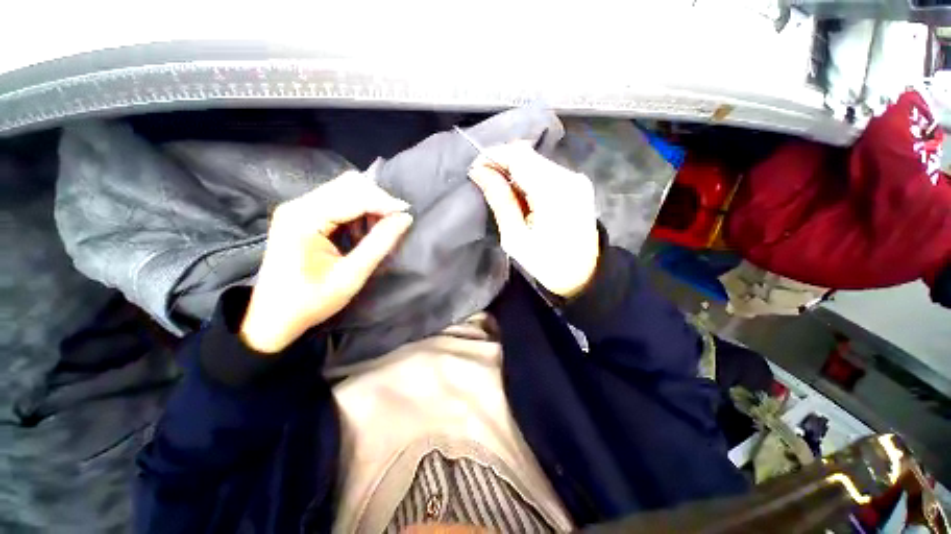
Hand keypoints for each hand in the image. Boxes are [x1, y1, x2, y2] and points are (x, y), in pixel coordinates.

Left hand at [240, 172, 412, 353]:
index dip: (384, 202)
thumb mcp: (351, 275)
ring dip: (369, 204)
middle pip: (348, 185)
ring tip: (381, 228)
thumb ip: (379, 244)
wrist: (274, 317)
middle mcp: (298, 205)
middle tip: (395, 222)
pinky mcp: (302, 215)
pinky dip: (358, 210)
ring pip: (344, 189)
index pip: (353, 197)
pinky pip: (338, 200)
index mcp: (304, 219)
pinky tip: (364, 229)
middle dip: (377, 199)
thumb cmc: (311, 300)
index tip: (408, 214)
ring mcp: (298, 208)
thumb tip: (405, 219)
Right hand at [468, 143, 598, 298]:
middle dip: (502, 163)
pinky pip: (546, 171)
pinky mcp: (578, 184)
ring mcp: (576, 179)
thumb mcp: (516, 238)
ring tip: (499, 189)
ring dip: (514, 170)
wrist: (585, 275)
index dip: (493, 156)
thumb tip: (480, 172)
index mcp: (554, 192)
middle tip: (484, 180)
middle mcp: (569, 177)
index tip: (475, 170)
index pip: (518, 156)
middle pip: (528, 155)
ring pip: (536, 161)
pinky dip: (528, 177)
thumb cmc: (547, 263)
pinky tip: (519, 193)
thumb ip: (500, 200)